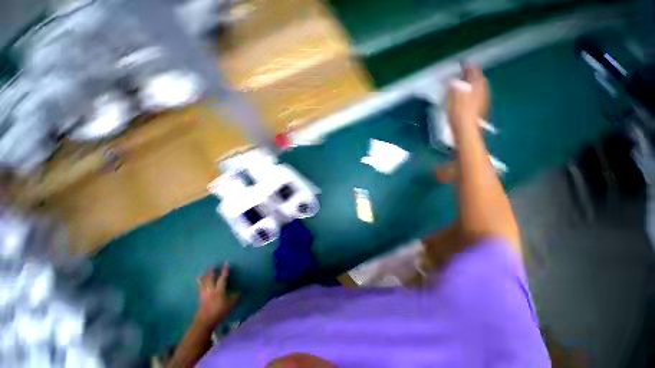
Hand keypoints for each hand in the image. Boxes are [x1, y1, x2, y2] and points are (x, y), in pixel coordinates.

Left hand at [195, 262, 239, 325]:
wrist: (205, 322)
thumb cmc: (219, 312)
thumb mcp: (231, 305)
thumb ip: (235, 297)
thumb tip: (239, 292)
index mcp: (219, 290)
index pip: (223, 278)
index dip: (225, 270)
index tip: (226, 263)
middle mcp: (211, 290)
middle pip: (210, 279)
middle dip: (211, 272)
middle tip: (212, 266)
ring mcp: (204, 295)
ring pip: (203, 284)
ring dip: (203, 278)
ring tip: (202, 274)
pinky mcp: (200, 300)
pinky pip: (200, 289)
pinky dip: (200, 285)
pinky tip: (199, 285)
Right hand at [447, 65, 488, 130]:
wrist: (467, 131)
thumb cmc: (459, 114)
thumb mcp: (453, 97)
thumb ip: (455, 86)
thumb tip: (455, 79)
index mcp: (477, 86)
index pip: (474, 71)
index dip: (468, 67)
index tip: (463, 64)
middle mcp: (483, 91)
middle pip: (479, 79)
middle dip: (472, 75)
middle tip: (465, 74)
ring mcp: (483, 100)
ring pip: (479, 88)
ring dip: (473, 85)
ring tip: (466, 85)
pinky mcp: (481, 109)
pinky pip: (478, 96)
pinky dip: (473, 94)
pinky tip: (468, 98)